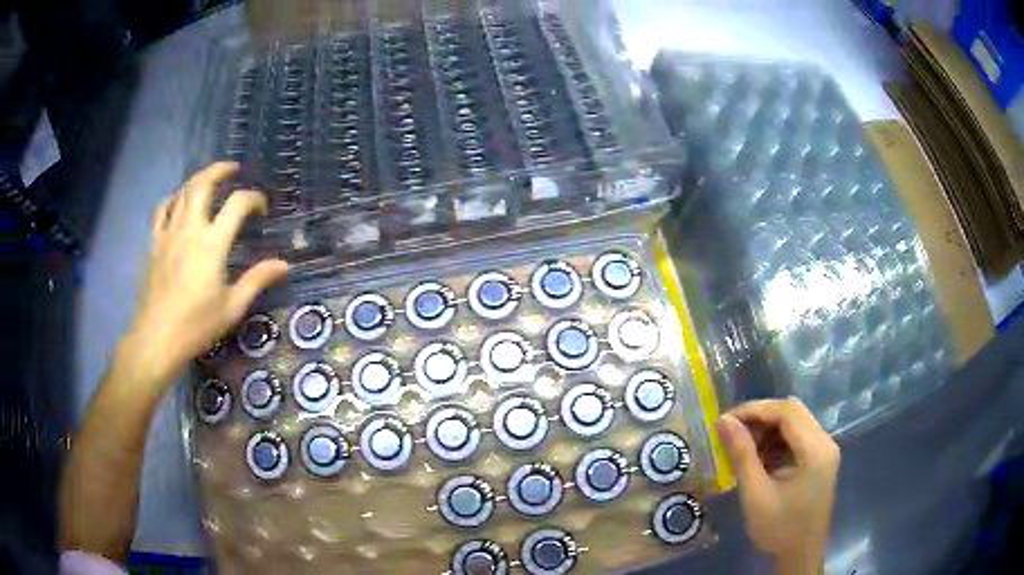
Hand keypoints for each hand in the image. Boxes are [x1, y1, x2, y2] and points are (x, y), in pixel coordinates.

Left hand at [120, 162, 287, 388]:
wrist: (157, 338)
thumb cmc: (196, 325)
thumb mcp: (232, 307)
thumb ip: (257, 280)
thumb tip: (285, 264)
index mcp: (212, 243)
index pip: (237, 204)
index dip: (254, 199)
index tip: (261, 208)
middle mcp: (190, 229)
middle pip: (204, 184)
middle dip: (220, 170)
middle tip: (233, 169)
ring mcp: (168, 233)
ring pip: (182, 192)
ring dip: (198, 179)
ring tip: (209, 180)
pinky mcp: (154, 243)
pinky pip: (162, 209)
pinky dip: (173, 198)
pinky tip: (179, 201)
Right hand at [717, 399, 839, 573]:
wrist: (800, 555)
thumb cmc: (778, 528)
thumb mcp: (756, 493)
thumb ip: (742, 454)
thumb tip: (723, 420)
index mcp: (816, 449)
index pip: (787, 412)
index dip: (755, 410)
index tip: (726, 420)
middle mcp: (825, 442)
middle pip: (793, 412)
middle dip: (761, 418)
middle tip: (732, 432)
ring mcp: (825, 451)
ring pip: (795, 423)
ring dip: (768, 429)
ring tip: (743, 447)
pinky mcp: (820, 460)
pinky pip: (797, 438)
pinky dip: (777, 441)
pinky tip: (760, 458)